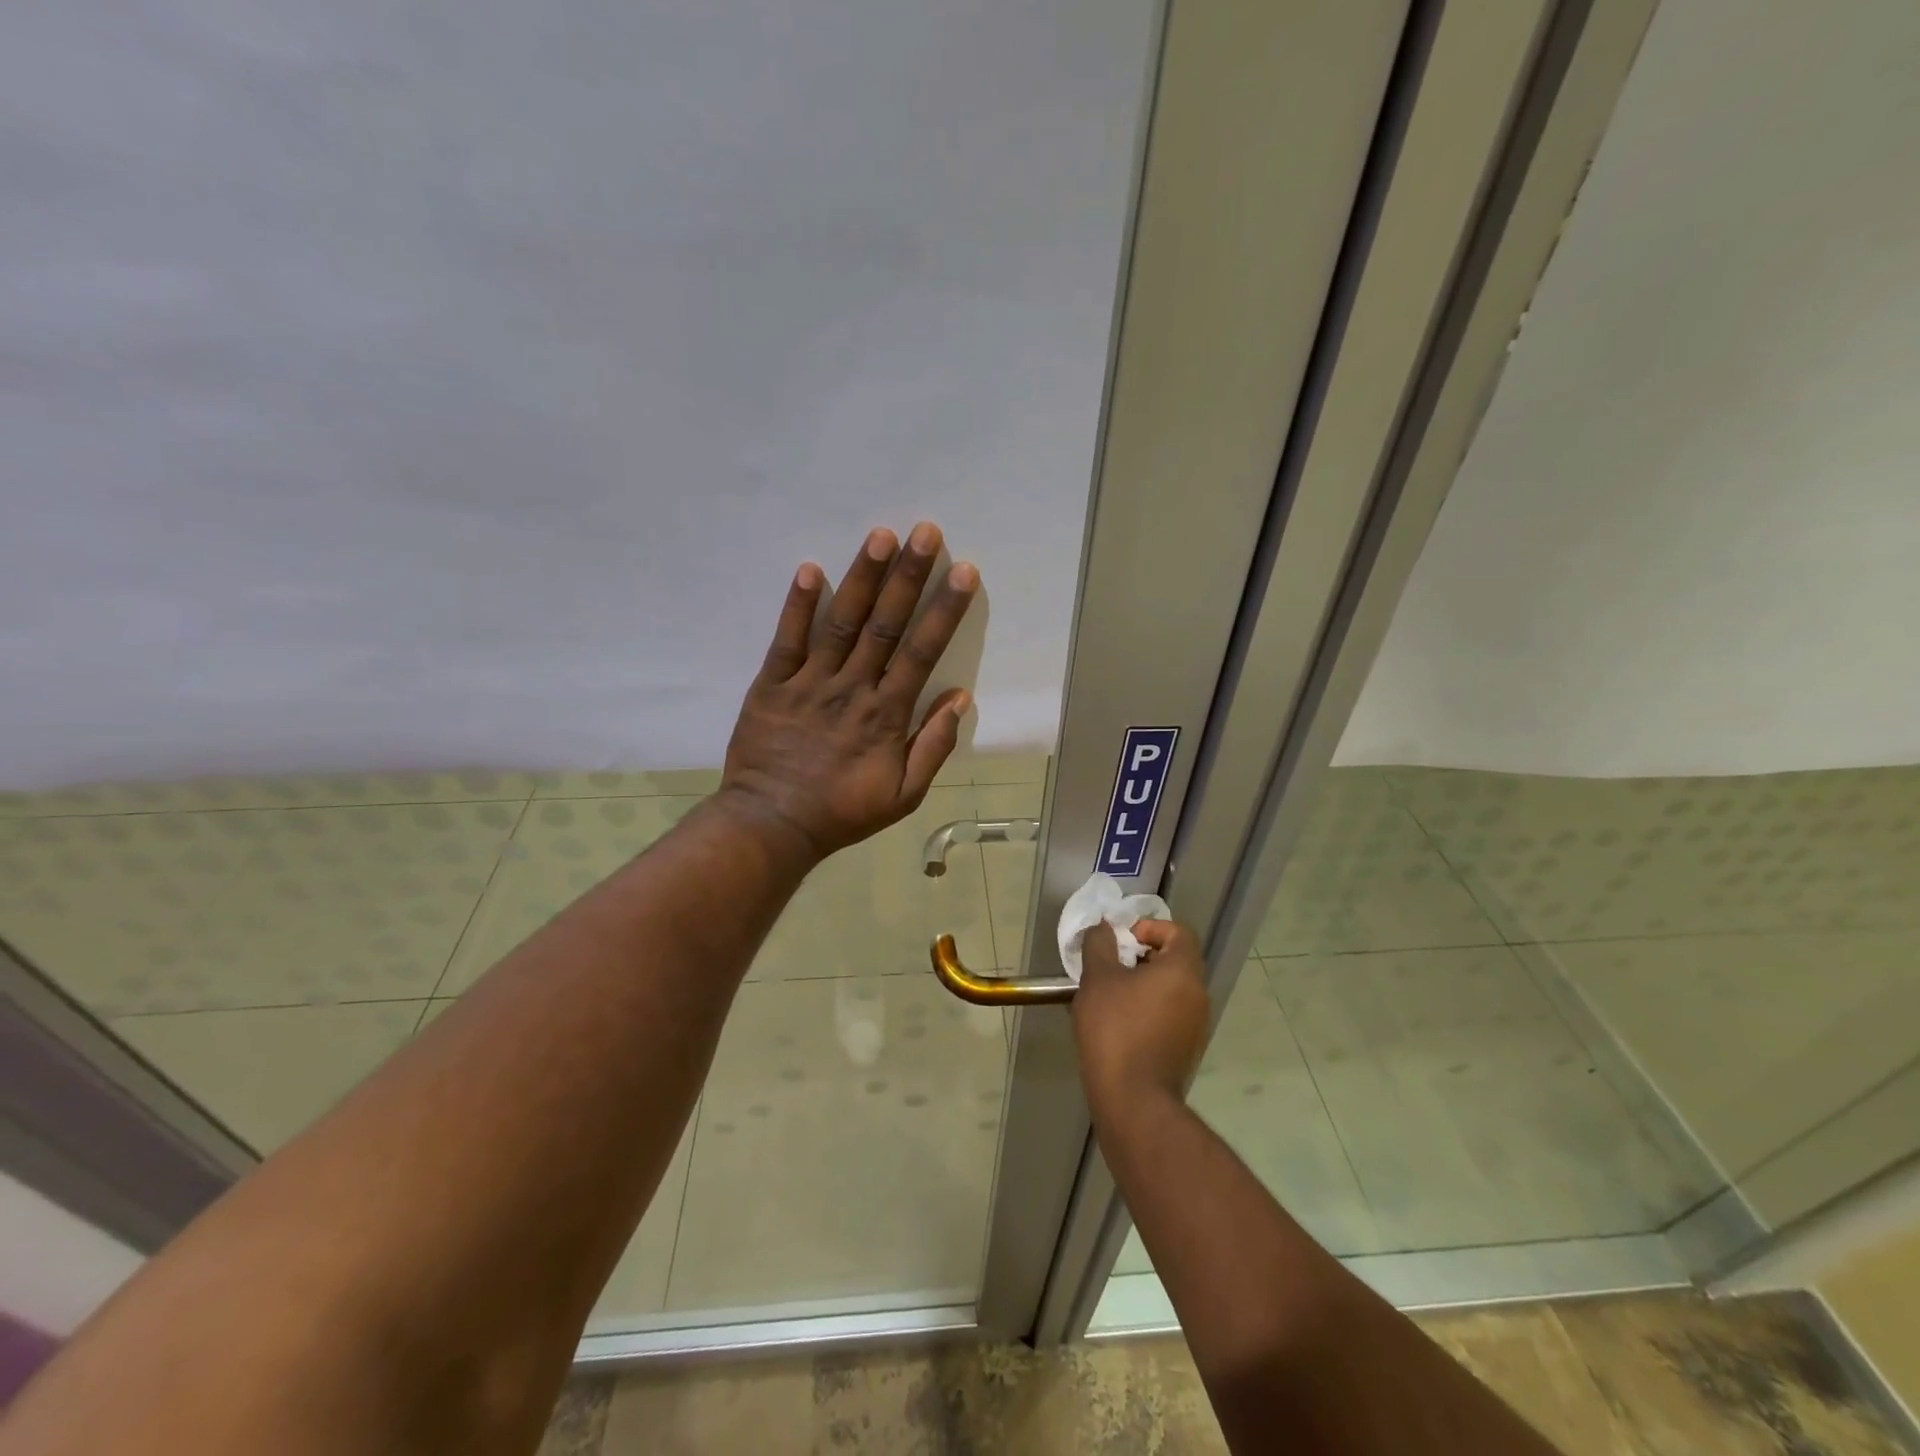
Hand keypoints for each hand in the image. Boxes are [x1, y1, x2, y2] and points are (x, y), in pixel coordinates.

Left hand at [718, 522, 978, 859]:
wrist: (772, 824)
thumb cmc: (843, 812)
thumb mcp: (904, 795)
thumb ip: (933, 746)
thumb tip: (960, 697)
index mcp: (886, 714)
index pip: (921, 652)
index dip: (943, 610)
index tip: (963, 572)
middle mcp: (852, 689)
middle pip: (885, 625)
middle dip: (908, 576)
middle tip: (925, 532)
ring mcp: (809, 683)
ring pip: (841, 623)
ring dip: (861, 578)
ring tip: (880, 536)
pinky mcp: (771, 685)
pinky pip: (786, 640)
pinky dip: (797, 605)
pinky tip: (809, 568)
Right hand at [1072, 920, 1211, 1117]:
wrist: (1134, 1101)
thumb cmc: (1116, 1030)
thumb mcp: (1098, 978)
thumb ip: (1100, 944)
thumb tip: (1105, 928)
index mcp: (1183, 971)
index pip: (1179, 932)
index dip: (1150, 928)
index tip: (1122, 941)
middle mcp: (1198, 995)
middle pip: (1176, 960)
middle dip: (1142, 956)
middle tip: (1110, 966)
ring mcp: (1197, 1026)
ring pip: (1171, 989)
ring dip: (1143, 984)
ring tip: (1109, 996)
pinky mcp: (1187, 1050)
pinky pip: (1170, 1015)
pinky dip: (1148, 1009)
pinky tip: (1118, 1025)